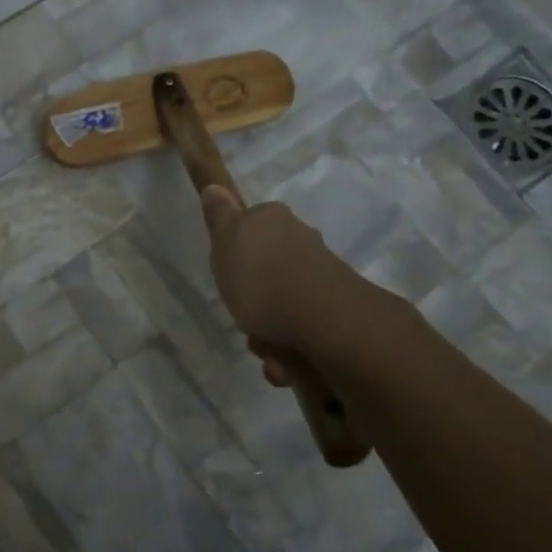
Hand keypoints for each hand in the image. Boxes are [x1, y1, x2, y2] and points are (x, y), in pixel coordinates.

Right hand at [198, 184, 404, 351]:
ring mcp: (322, 275)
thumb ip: (219, 217)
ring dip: (269, 335)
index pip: (250, 227)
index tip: (228, 275)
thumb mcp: (226, 243)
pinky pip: (302, 330)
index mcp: (274, 221)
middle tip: (244, 321)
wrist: (325, 321)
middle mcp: (301, 241)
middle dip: (253, 302)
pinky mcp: (336, 309)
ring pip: (282, 305)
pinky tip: (285, 364)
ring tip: (267, 353)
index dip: (237, 252)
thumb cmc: (263, 279)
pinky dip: (290, 351)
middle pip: (267, 270)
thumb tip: (215, 186)